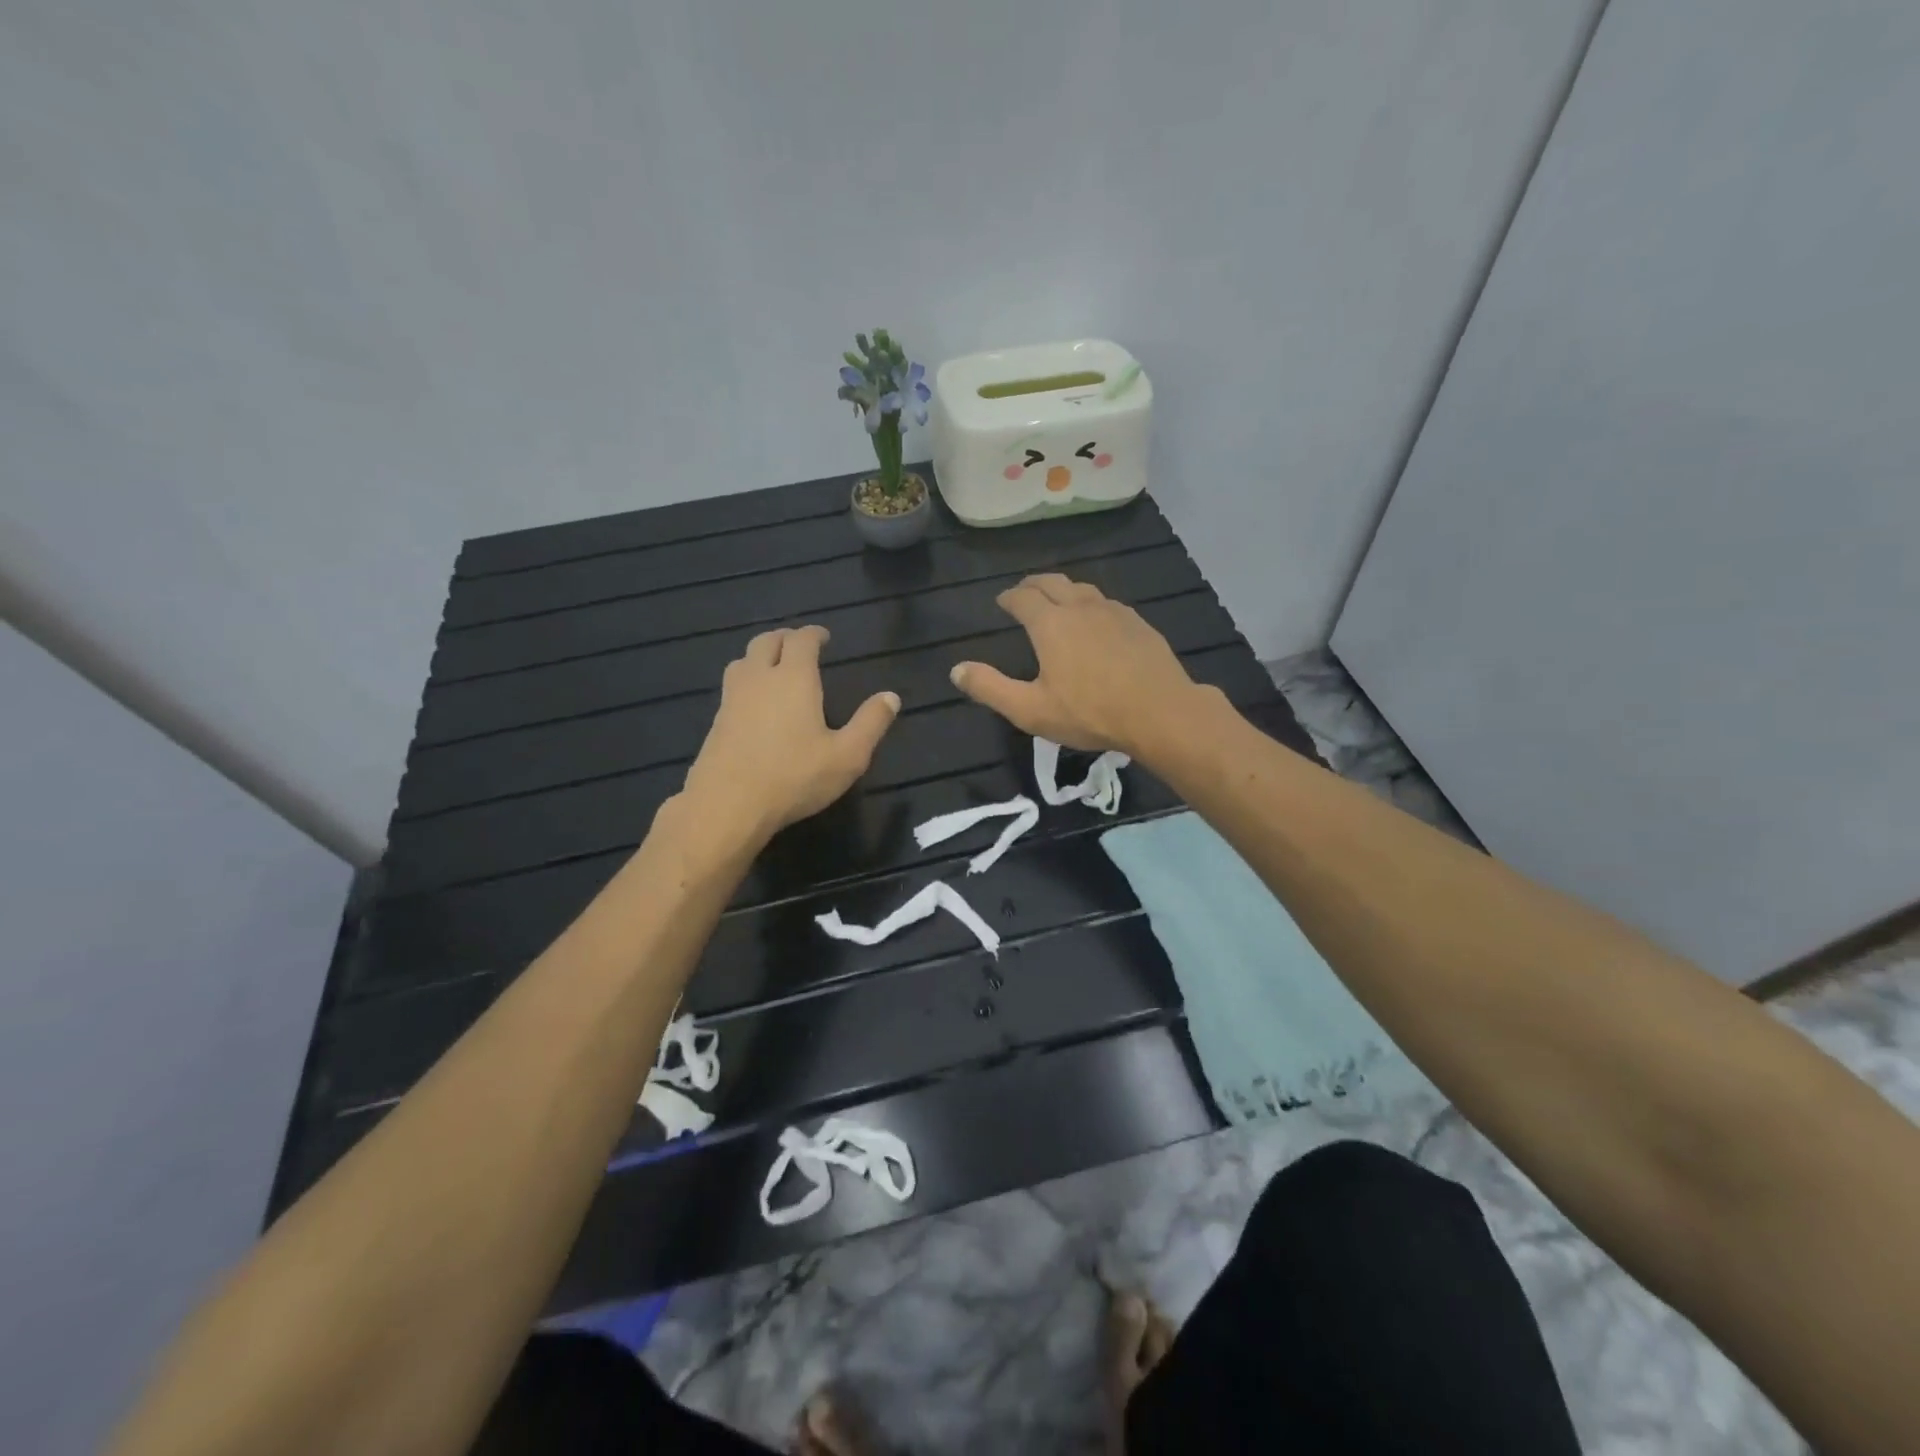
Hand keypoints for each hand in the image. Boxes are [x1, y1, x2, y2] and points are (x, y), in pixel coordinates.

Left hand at [681, 626, 898, 845]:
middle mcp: (759, 678)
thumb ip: (870, 723)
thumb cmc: (794, 777)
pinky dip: (747, 679)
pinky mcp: (716, 720)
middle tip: (800, 646)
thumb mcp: (847, 756)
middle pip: (766, 641)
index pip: (801, 640)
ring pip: (743, 660)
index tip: (824, 637)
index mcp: (793, 678)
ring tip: (775, 666)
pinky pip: (732, 685)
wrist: (728, 805)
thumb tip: (891, 697)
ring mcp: (732, 698)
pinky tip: (755, 702)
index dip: (814, 634)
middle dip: (785, 638)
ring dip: (761, 655)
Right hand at [949, 575, 1211, 756]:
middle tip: (1024, 592)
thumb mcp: (1030, 710)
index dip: (1009, 597)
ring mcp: (1114, 611)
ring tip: (1058, 601)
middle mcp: (1081, 607)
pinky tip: (1096, 621)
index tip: (1002, 602)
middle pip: (1052, 582)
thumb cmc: (1090, 713)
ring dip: (1064, 590)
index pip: (1022, 597)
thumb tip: (956, 670)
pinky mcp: (1138, 622)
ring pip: (1082, 588)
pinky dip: (1091, 604)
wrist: (1160, 712)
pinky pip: (1107, 603)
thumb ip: (990, 688)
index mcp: (1050, 624)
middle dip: (1033, 584)